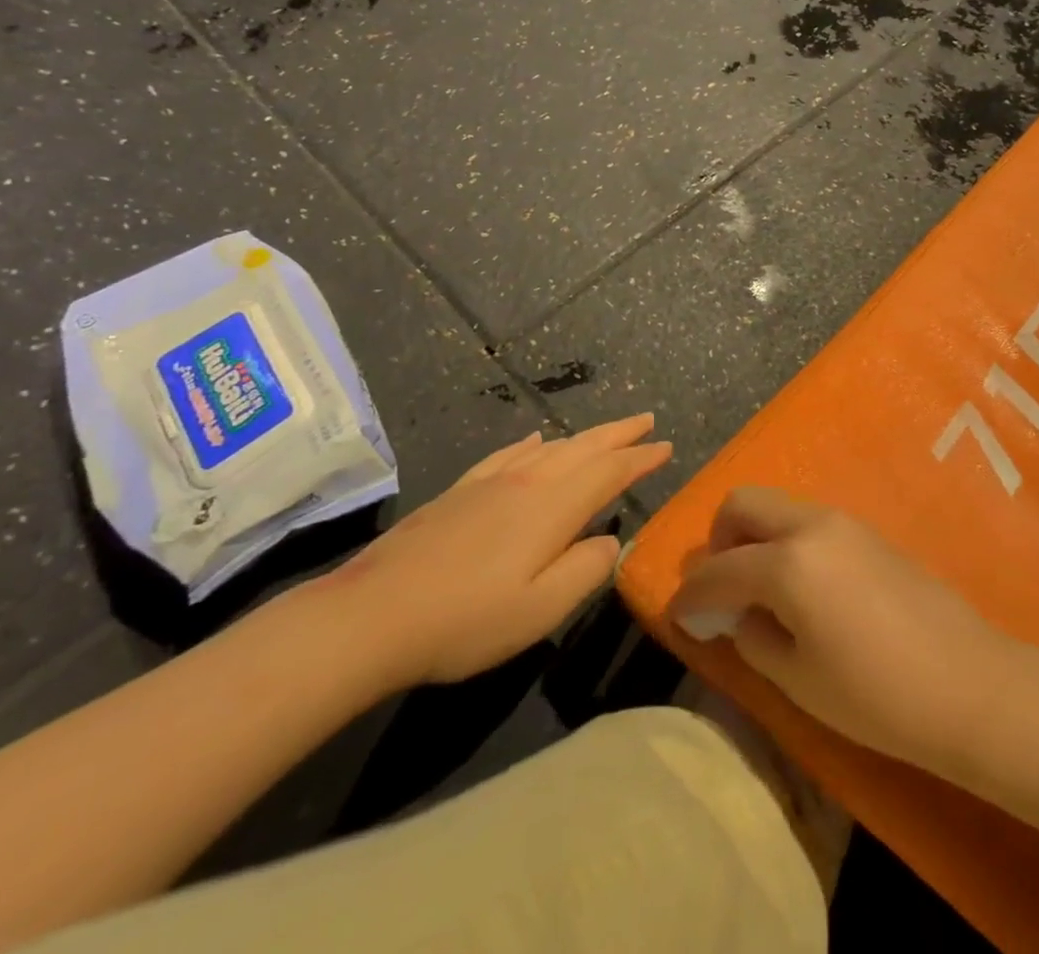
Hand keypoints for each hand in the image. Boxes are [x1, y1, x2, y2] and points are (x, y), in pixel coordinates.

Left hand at [316, 415, 670, 690]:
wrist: (372, 615)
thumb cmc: (466, 620)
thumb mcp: (541, 610)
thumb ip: (586, 570)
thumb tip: (608, 540)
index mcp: (553, 506)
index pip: (610, 471)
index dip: (641, 458)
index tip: (666, 446)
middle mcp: (527, 481)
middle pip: (584, 446)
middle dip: (619, 433)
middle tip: (646, 420)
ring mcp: (490, 482)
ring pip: (551, 447)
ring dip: (584, 436)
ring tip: (604, 432)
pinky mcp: (460, 491)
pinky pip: (509, 453)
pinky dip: (532, 443)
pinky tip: (536, 440)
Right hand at [667, 487, 1011, 776]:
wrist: (967, 683)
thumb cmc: (876, 695)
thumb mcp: (798, 679)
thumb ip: (753, 636)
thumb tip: (735, 614)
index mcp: (787, 562)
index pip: (718, 569)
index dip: (690, 595)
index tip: (678, 617)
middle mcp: (811, 525)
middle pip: (743, 504)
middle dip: (719, 540)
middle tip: (721, 589)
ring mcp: (844, 522)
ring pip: (778, 507)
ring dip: (755, 537)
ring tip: (760, 592)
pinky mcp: (867, 531)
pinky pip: (808, 521)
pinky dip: (786, 541)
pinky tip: (800, 588)